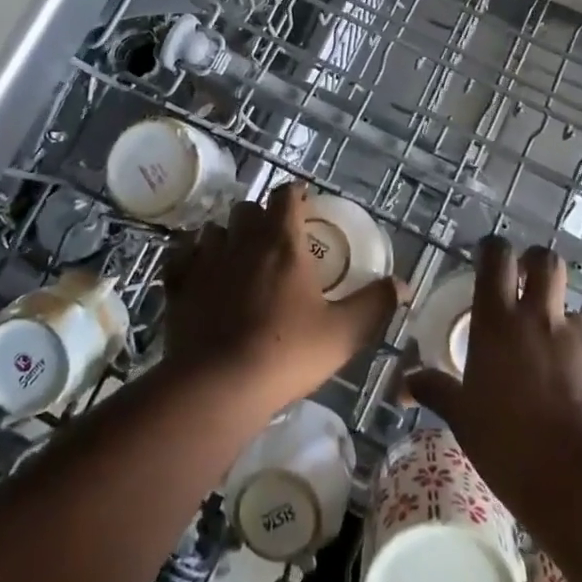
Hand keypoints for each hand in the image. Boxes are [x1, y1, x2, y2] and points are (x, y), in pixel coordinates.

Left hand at [163, 181, 402, 420]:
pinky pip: (181, 257)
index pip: (286, 195)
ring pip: (214, 229)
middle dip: (261, 216)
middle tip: (275, 240)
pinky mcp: (178, 285)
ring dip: (227, 236)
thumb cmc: (287, 353)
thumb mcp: (345, 333)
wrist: (217, 386)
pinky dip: (191, 258)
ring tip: (238, 258)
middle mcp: (242, 240)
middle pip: (248, 208)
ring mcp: (205, 260)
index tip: (305, 205)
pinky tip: (199, 274)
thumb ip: (375, 304)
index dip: (296, 195)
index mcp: (283, 241)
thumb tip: (402, 284)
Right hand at [405, 238, 581, 505]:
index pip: (496, 257)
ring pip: (570, 310)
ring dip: (558, 323)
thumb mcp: (463, 419)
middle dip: (535, 264)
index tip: (486, 258)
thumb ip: (436, 391)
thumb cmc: (509, 447)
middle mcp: (541, 319)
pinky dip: (580, 364)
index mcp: (499, 322)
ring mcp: (580, 341)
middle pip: (545, 261)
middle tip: (524, 285)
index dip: (492, 249)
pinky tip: (572, 397)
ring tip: (548, 359)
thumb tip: (404, 382)